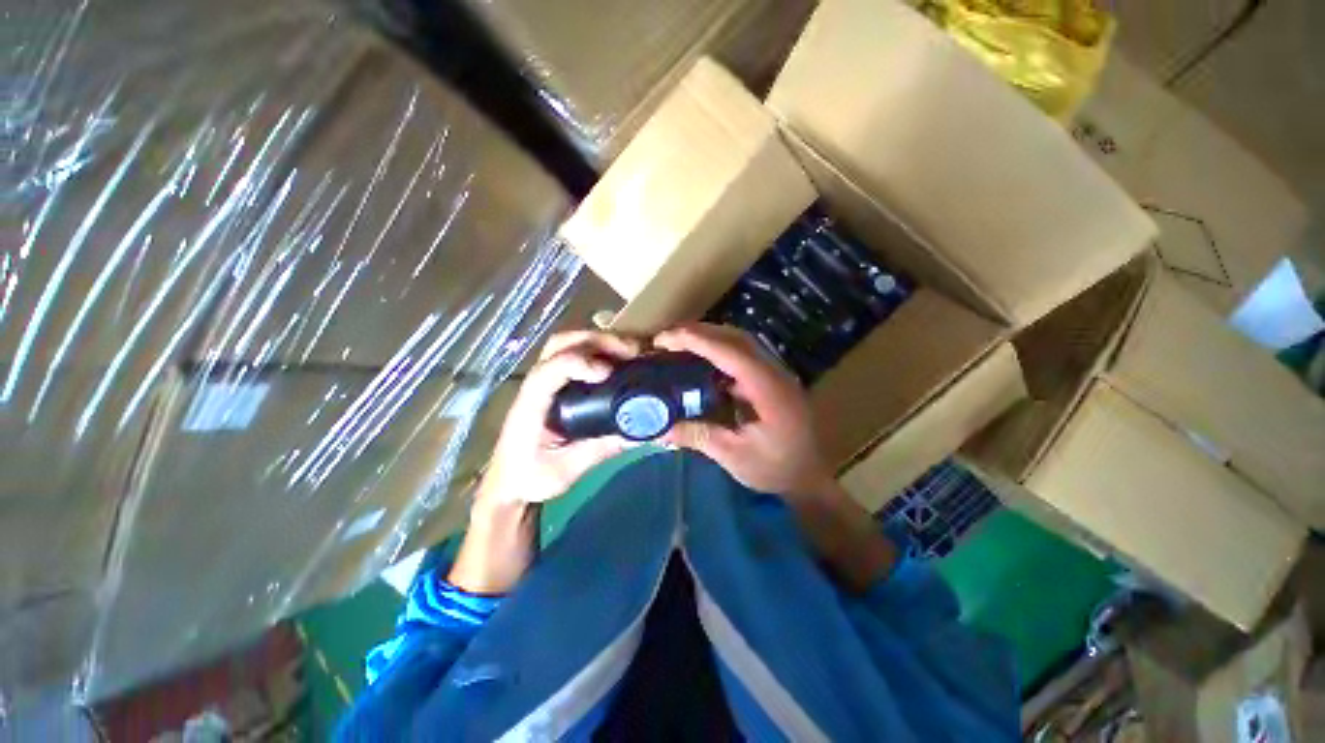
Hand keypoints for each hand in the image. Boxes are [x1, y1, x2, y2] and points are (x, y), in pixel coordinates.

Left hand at [476, 330, 641, 510]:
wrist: (507, 483)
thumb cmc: (530, 478)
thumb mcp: (568, 469)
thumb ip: (602, 449)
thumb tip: (640, 433)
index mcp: (531, 404)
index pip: (550, 369)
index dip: (579, 363)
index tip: (609, 373)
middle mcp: (536, 384)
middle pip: (561, 343)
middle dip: (598, 341)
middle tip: (630, 352)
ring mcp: (544, 381)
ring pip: (567, 343)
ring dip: (599, 341)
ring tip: (629, 353)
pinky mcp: (554, 385)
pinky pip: (575, 355)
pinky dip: (598, 350)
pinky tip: (618, 361)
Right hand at [655, 323, 835, 500]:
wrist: (810, 477)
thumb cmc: (776, 469)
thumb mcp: (735, 456)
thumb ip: (699, 436)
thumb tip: (662, 429)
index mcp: (768, 388)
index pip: (730, 351)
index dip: (697, 340)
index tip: (665, 338)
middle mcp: (774, 372)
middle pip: (735, 338)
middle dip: (699, 332)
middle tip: (666, 339)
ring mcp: (774, 374)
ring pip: (740, 342)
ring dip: (709, 338)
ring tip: (679, 344)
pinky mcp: (770, 380)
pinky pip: (742, 355)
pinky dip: (718, 352)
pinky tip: (701, 362)